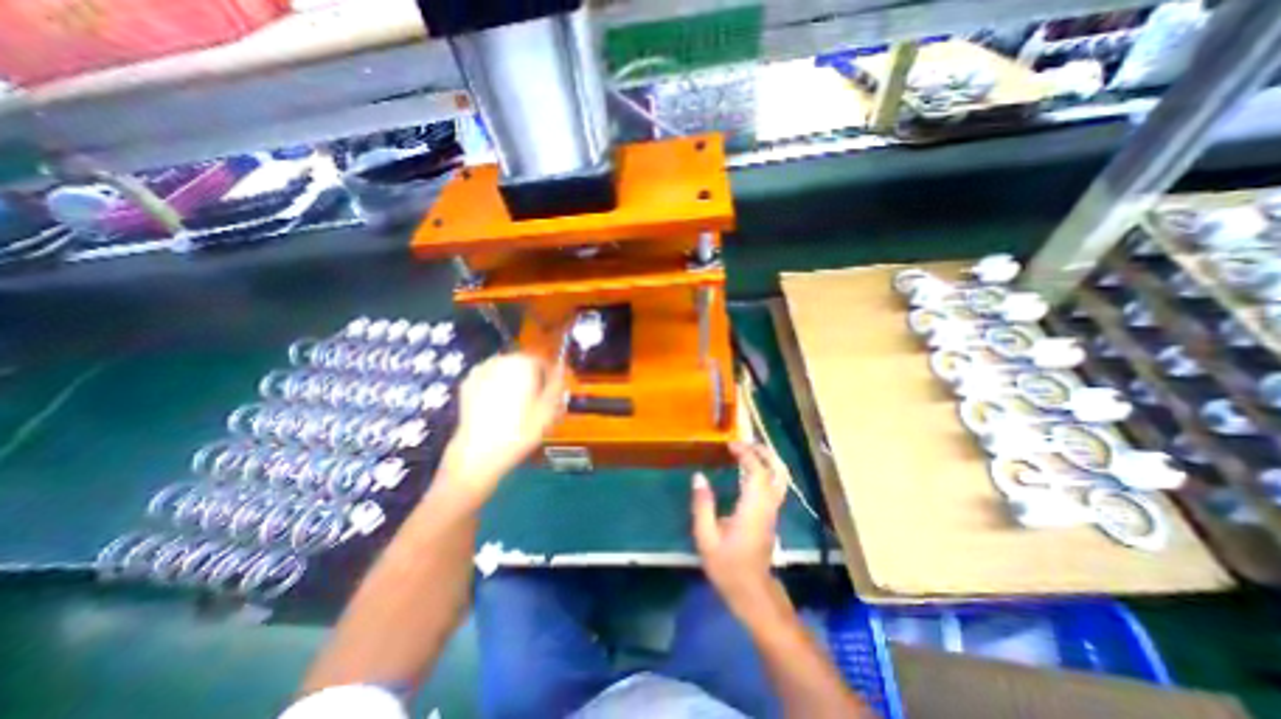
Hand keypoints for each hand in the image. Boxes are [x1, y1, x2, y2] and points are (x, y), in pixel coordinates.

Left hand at [437, 352, 560, 499]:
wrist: (479, 453)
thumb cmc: (521, 430)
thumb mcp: (549, 409)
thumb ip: (557, 385)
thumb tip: (561, 369)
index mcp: (523, 363)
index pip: (544, 363)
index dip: (551, 379)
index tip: (554, 395)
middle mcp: (501, 360)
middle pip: (524, 365)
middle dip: (532, 380)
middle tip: (538, 402)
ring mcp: (481, 370)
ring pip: (506, 372)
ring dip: (515, 383)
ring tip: (519, 406)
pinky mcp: (467, 384)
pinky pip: (490, 380)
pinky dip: (497, 388)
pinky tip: (500, 408)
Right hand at [690, 443, 791, 617]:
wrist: (752, 593)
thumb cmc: (727, 567)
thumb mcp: (706, 538)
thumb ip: (702, 506)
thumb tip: (698, 477)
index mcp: (753, 509)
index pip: (757, 472)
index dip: (747, 454)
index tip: (731, 444)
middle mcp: (768, 506)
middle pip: (777, 471)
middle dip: (764, 452)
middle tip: (745, 442)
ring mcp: (773, 511)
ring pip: (780, 478)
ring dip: (767, 460)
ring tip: (748, 450)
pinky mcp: (771, 516)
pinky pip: (774, 485)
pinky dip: (766, 470)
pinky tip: (749, 469)